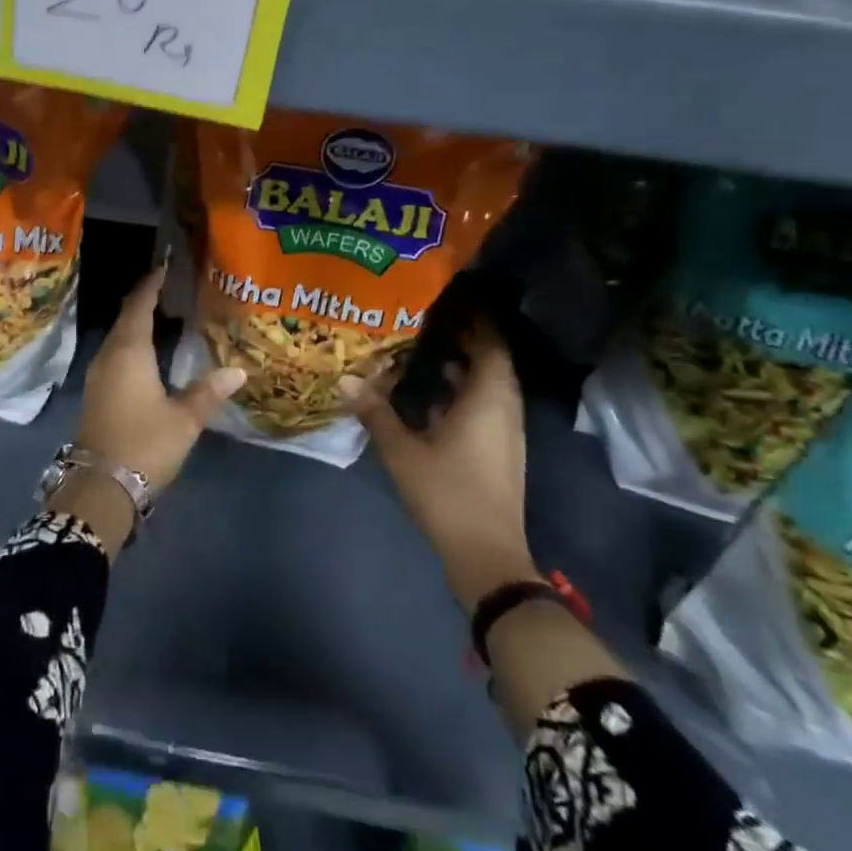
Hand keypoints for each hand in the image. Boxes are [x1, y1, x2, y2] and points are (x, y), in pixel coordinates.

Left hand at [77, 262, 245, 493]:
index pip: (140, 305)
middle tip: (171, 287)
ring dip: (137, 322)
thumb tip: (239, 370)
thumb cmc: (144, 444)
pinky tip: (148, 351)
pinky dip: (131, 343)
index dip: (152, 284)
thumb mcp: (184, 419)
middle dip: (146, 300)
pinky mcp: (97, 392)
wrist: (99, 487)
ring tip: (164, 313)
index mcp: (129, 351)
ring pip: (119, 336)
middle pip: (126, 317)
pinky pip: (115, 353)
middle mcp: (109, 355)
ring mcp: (99, 374)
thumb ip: (209, 391)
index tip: (166, 266)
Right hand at [345, 316, 537, 608]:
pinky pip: (484, 405)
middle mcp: (503, 408)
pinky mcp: (498, 450)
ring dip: (465, 364)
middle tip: (431, 315)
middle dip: (466, 336)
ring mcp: (504, 432)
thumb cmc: (447, 492)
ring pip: (488, 385)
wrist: (486, 554)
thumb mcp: (402, 450)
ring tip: (427, 345)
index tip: (451, 296)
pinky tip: (430, 392)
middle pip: (492, 360)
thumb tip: (347, 378)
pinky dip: (463, 391)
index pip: (491, 343)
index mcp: (488, 399)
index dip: (476, 317)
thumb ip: (376, 411)